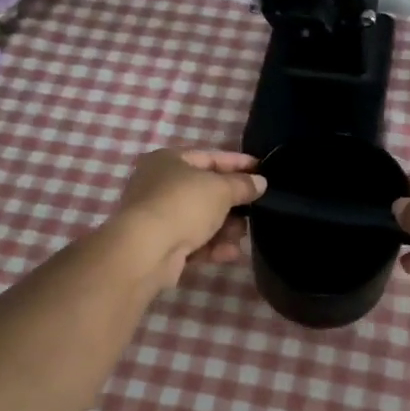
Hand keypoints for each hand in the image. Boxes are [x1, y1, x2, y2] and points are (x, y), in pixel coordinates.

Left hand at [110, 148, 266, 286]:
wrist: (146, 250)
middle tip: (256, 209)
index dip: (238, 163)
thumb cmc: (183, 205)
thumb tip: (260, 182)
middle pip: (205, 191)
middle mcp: (159, 185)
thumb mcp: (221, 189)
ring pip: (200, 219)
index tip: (262, 169)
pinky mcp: (160, 245)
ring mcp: (158, 216)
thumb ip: (243, 185)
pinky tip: (231, 253)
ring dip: (225, 227)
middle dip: (232, 203)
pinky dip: (212, 246)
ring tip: (242, 235)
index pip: (210, 157)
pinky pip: (193, 241)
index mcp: (168, 160)